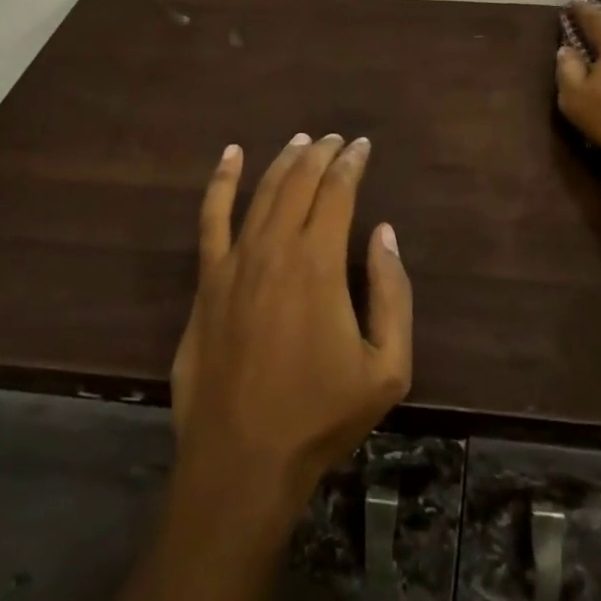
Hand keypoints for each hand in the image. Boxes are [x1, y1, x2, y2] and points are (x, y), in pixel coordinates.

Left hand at [169, 133, 413, 523]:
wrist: (242, 461)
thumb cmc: (319, 417)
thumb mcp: (386, 369)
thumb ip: (392, 294)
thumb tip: (383, 232)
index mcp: (319, 263)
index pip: (338, 191)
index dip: (352, 163)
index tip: (362, 146)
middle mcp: (276, 246)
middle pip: (300, 181)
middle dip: (322, 153)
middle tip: (337, 139)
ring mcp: (236, 260)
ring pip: (263, 191)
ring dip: (285, 160)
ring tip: (302, 141)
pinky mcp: (208, 279)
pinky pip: (211, 217)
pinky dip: (221, 180)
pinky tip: (231, 155)